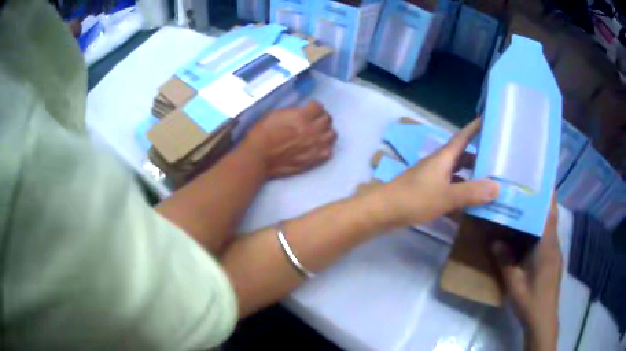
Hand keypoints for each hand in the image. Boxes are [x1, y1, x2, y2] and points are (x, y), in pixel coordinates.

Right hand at [242, 101, 336, 177]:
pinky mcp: (313, 159)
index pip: (318, 106)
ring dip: (326, 131)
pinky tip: (318, 146)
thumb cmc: (262, 135)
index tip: (311, 107)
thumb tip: (302, 112)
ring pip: (332, 135)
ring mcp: (314, 146)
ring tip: (319, 133)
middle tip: (315, 119)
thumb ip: (293, 112)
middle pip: (327, 119)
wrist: (258, 157)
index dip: (314, 106)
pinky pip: (328, 152)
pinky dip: (325, 148)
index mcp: (302, 116)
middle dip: (321, 117)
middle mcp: (311, 130)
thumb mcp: (276, 114)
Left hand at [379, 118, 498, 226]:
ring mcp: (431, 178)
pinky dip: (459, 192)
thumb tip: (497, 187)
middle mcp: (438, 164)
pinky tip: (468, 204)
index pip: (463, 136)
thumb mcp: (446, 196)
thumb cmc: (414, 199)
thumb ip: (471, 193)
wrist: (383, 211)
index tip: (489, 120)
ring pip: (456, 173)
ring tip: (487, 183)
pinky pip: (448, 188)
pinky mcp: (426, 192)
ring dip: (470, 176)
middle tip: (496, 160)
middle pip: (461, 155)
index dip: (475, 127)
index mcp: (443, 157)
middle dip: (478, 156)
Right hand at [492, 198, 561, 349]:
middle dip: (540, 203)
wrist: (543, 319)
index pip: (550, 214)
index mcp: (547, 247)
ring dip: (539, 218)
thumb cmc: (530, 300)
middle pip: (550, 218)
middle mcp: (554, 245)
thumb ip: (505, 261)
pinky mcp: (554, 261)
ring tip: (523, 212)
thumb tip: (495, 241)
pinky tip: (527, 239)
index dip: (547, 196)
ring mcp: (555, 253)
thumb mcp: (514, 283)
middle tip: (524, 194)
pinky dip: (540, 232)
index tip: (538, 180)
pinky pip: (548, 239)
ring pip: (549, 229)